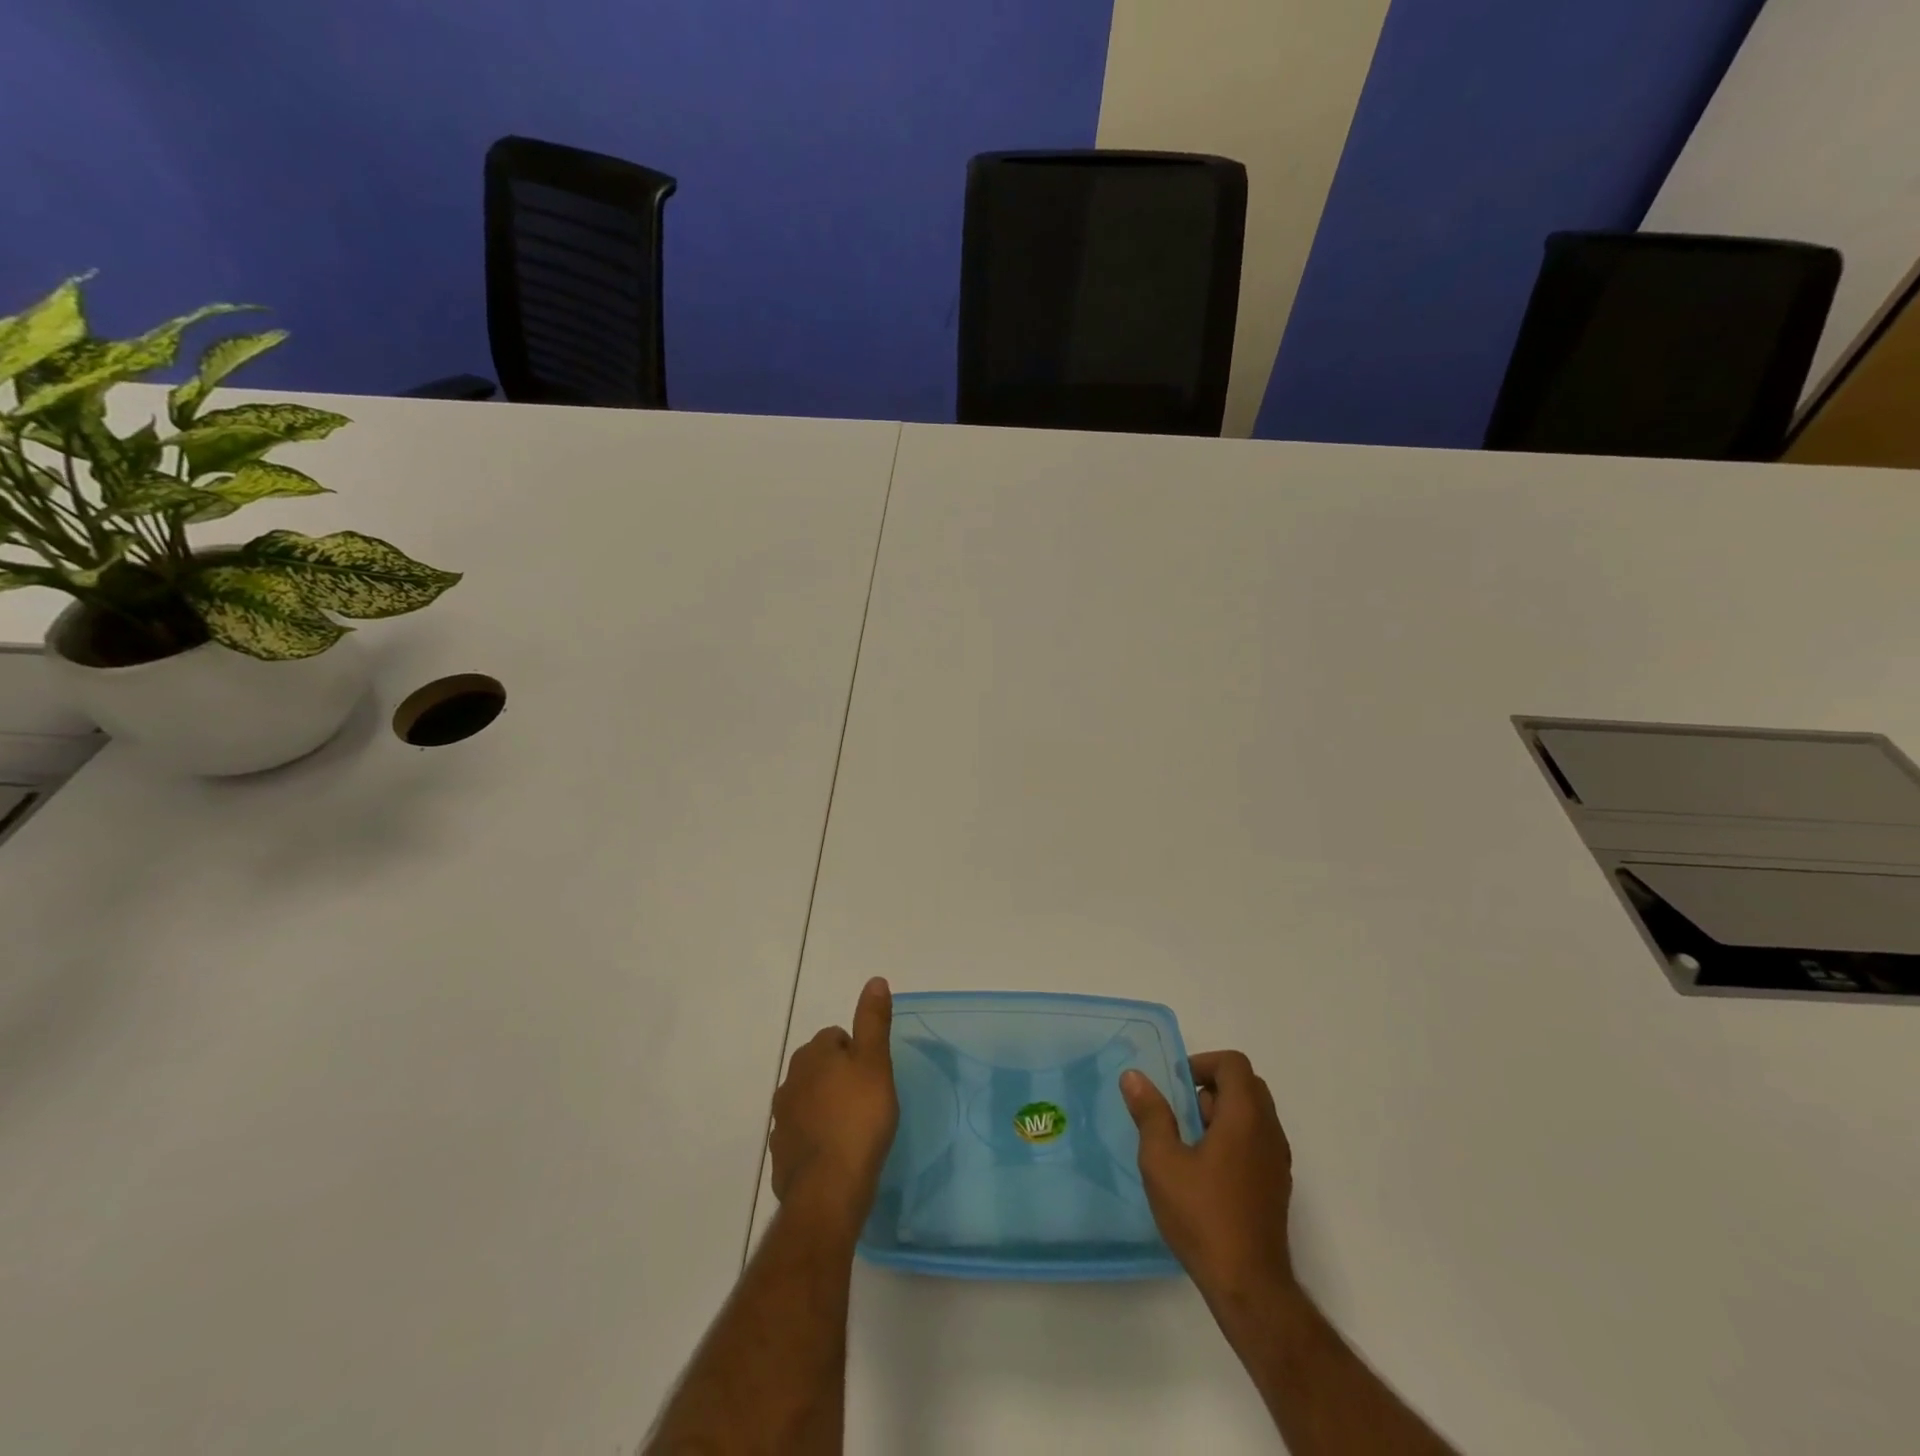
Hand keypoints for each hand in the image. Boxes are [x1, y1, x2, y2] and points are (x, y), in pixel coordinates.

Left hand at [770, 978, 898, 1228]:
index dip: (857, 1054)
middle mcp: (790, 1081)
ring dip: (826, 1108)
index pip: (835, 1037)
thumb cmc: (859, 1119)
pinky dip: (816, 1139)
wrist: (828, 1189)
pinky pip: (802, 1136)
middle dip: (839, 1078)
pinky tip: (836, 1156)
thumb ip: (873, 1021)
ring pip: (809, 1101)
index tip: (874, 1076)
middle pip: (819, 1068)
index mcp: (812, 1055)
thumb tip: (875, 980)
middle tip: (867, 1100)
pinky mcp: (780, 1154)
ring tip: (853, 1129)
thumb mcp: (876, 1063)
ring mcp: (781, 1119)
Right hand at [1121, 1050, 1294, 1308]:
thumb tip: (1134, 1076)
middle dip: (1211, 1087)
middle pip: (1246, 1085)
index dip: (1203, 1063)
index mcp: (1245, 1117)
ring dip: (1222, 1114)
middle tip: (1181, 1112)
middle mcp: (1269, 1131)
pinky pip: (1257, 1141)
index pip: (1234, 1064)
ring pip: (1253, 1114)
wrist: (1249, 1286)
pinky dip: (1234, 1138)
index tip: (1177, 1086)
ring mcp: (1277, 1161)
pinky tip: (1206, 1171)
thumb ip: (1150, 1114)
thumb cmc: (1202, 1215)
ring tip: (1189, 1144)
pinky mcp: (1276, 1185)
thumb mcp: (1162, 1161)